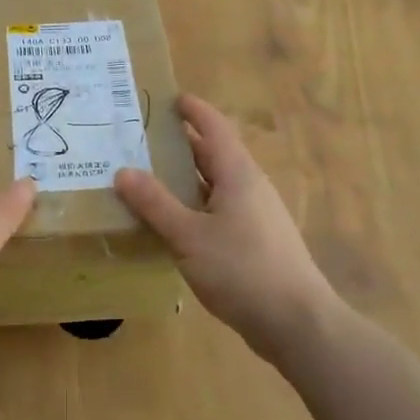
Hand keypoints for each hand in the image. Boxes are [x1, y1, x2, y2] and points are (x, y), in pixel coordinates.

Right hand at [114, 94, 339, 363]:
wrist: (296, 322)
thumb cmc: (242, 270)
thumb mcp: (189, 235)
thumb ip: (155, 203)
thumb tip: (122, 171)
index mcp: (238, 174)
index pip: (214, 127)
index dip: (193, 110)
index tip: (168, 97)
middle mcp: (249, 187)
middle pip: (213, 155)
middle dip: (180, 144)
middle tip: (140, 139)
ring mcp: (255, 216)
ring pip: (214, 185)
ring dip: (184, 179)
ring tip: (146, 178)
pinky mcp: (254, 242)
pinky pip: (218, 211)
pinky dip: (193, 206)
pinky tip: (171, 223)